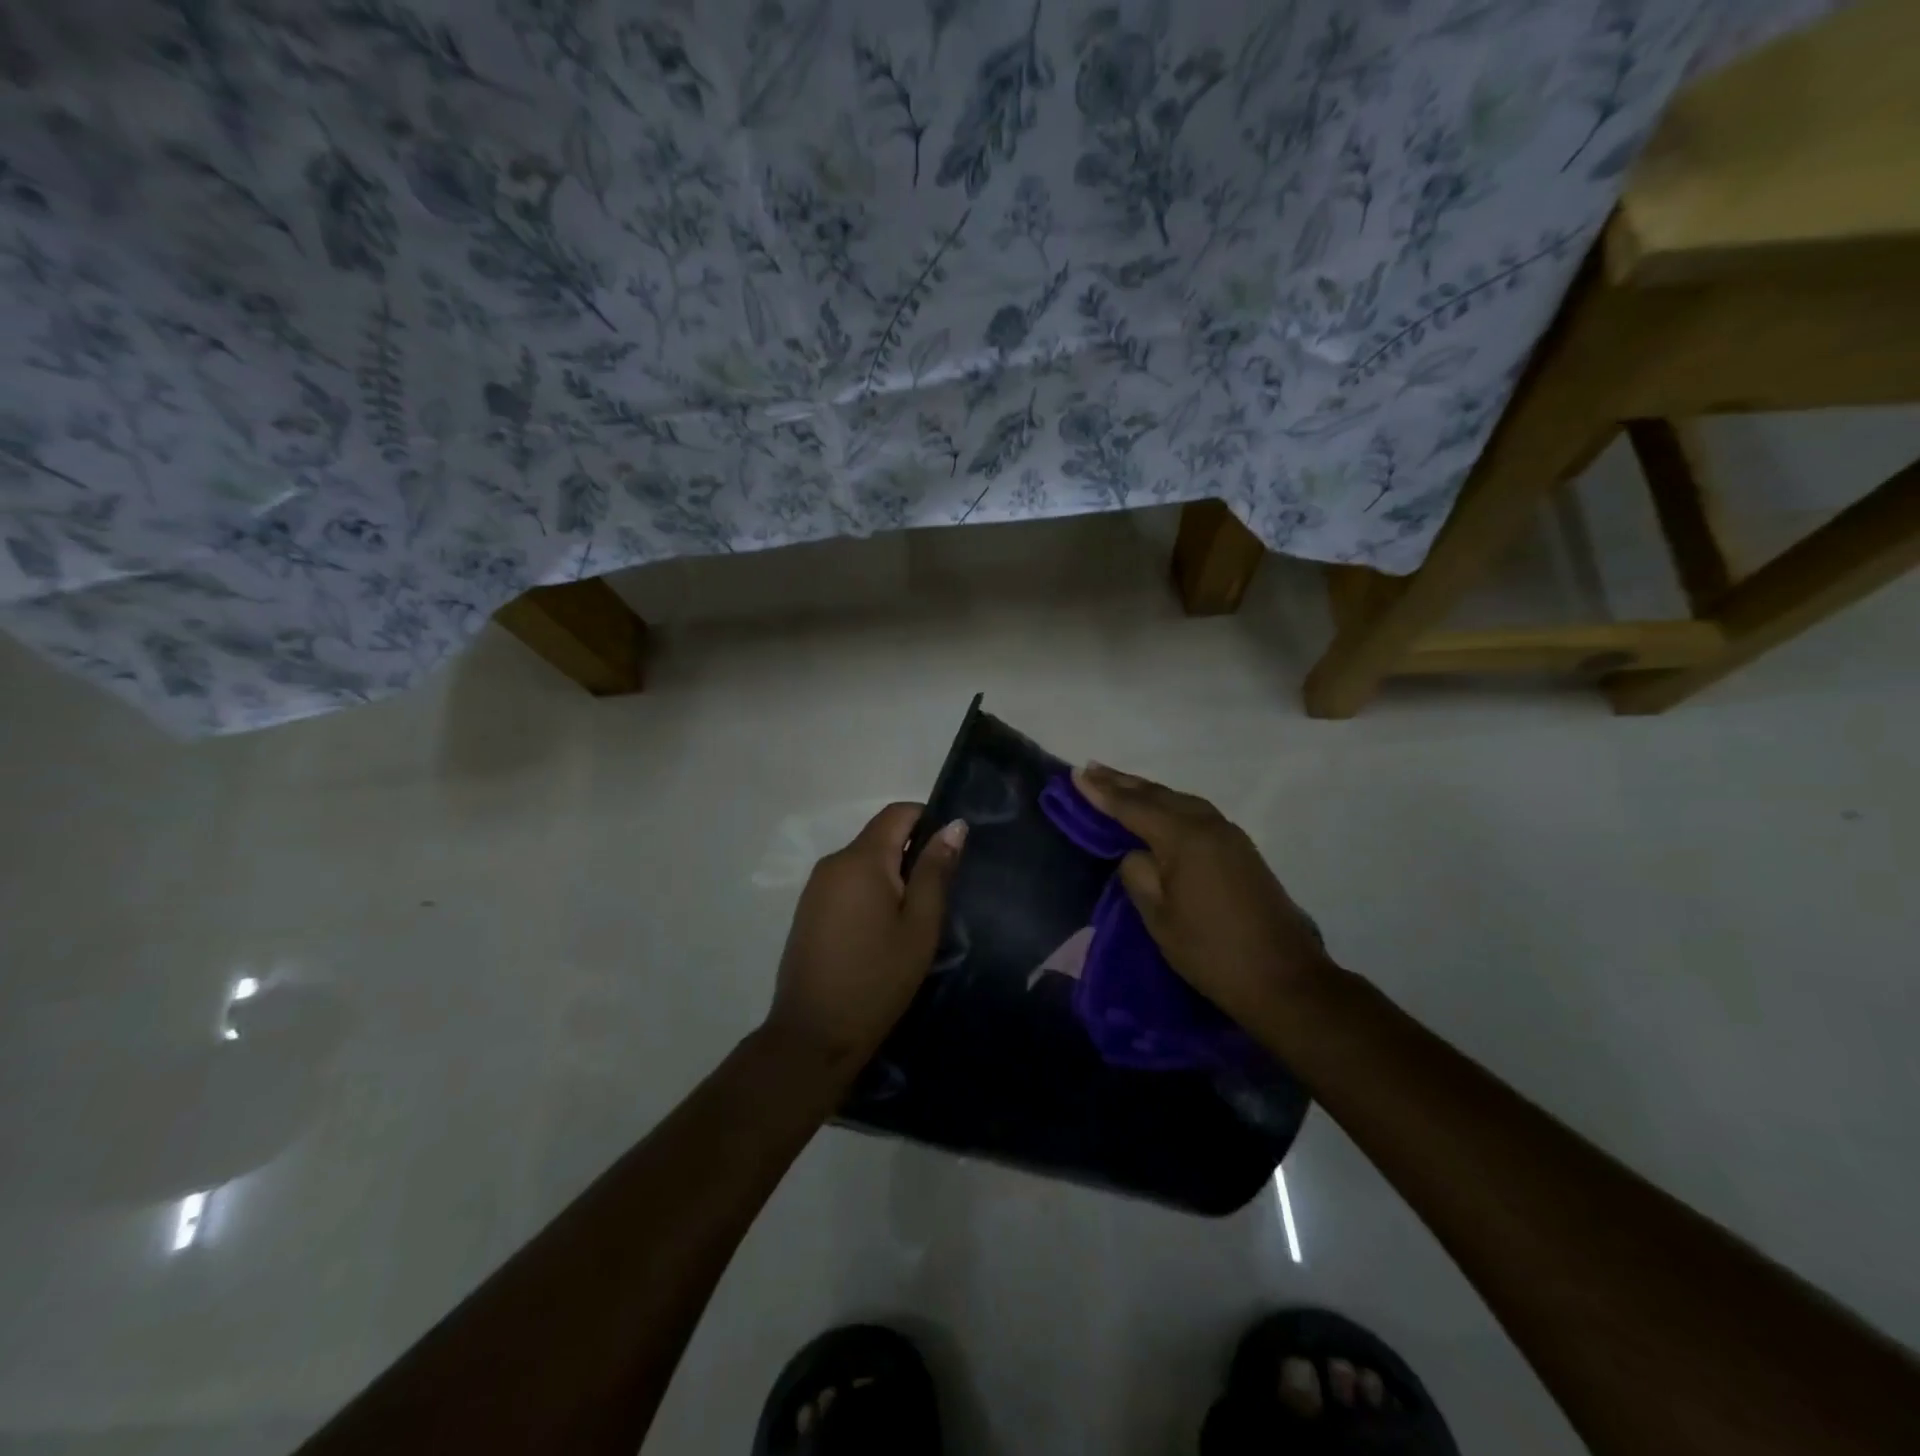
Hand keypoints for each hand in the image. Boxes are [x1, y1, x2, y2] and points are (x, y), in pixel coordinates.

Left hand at [764, 802, 967, 1078]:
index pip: (897, 812)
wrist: (813, 1035)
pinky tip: (882, 931)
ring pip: (863, 862)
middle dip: (911, 853)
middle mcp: (833, 862)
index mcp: (861, 859)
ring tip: (914, 917)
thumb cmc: (877, 978)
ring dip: (891, 876)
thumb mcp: (919, 925)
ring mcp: (815, 887)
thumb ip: (935, 870)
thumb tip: (954, 824)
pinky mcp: (808, 911)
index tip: (951, 852)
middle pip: (879, 836)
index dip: (928, 819)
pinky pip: (847, 884)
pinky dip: (870, 893)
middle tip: (939, 894)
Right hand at [1072, 763, 1336, 1034]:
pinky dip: (1170, 806)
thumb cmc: (1211, 952)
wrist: (1283, 979)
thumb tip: (1137, 853)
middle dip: (1122, 783)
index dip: (1101, 791)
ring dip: (1147, 792)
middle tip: (1091, 769)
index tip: (1075, 774)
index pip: (1133, 807)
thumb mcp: (1159, 917)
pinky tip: (1160, 810)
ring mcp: (1230, 836)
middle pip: (1158, 795)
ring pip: (1180, 801)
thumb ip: (1138, 875)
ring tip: (1118, 784)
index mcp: (1184, 838)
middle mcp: (1209, 825)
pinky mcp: (1242, 851)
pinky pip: (1196, 814)